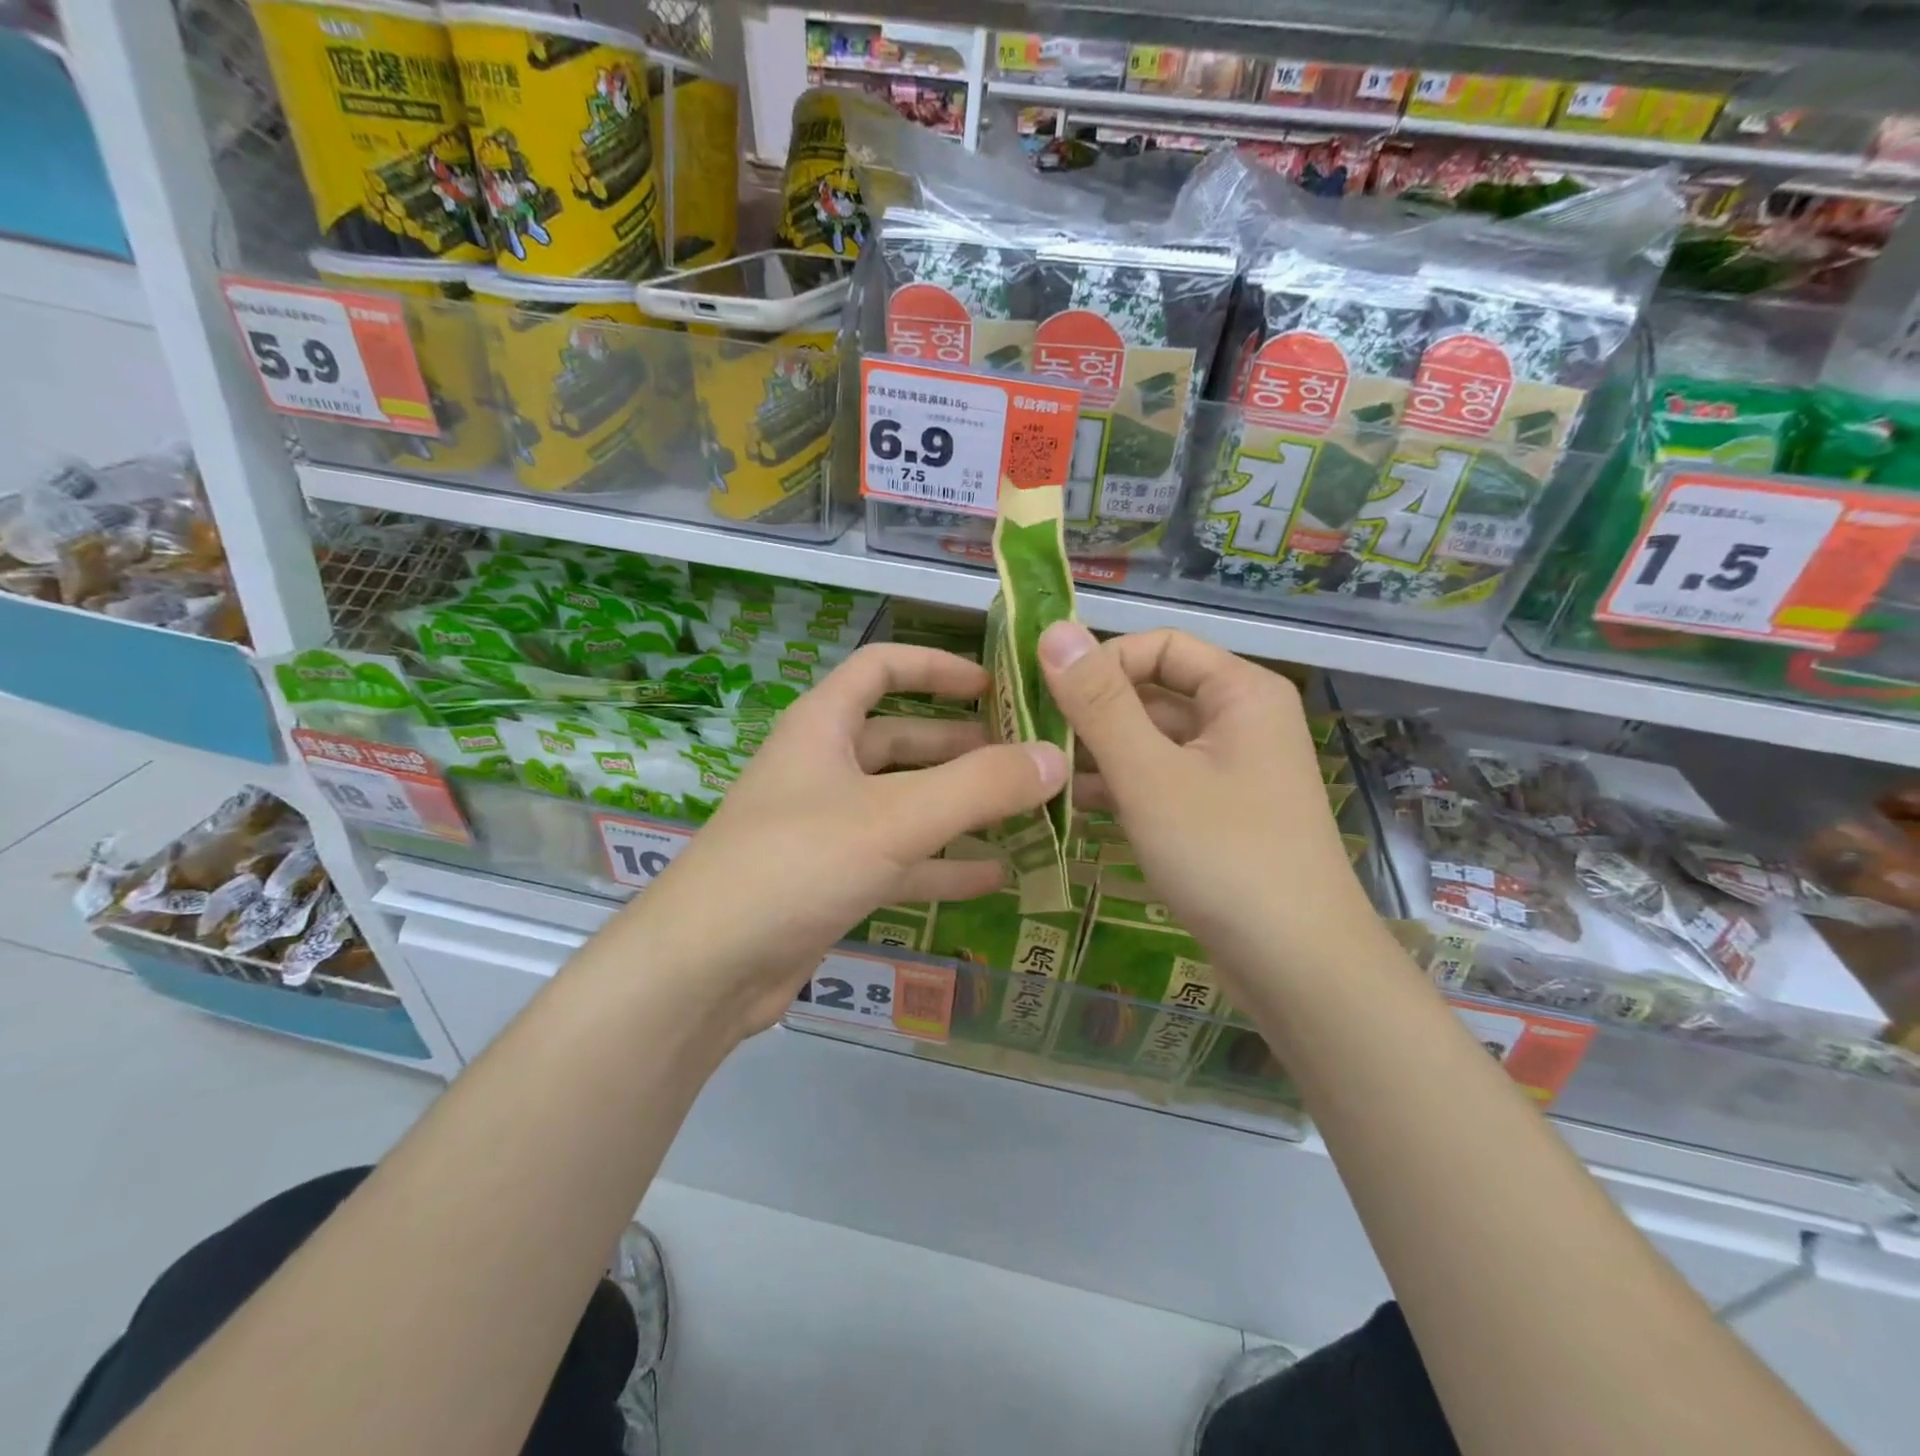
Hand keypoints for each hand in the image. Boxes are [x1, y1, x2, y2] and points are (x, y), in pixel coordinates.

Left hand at [614, 644, 1066, 1039]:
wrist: (708, 968)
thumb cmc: (797, 863)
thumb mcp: (895, 818)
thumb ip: (979, 786)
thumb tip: (1053, 759)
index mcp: (823, 727)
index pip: (881, 668)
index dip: (936, 667)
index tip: (994, 685)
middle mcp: (823, 768)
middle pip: (902, 740)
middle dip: (963, 747)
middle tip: (1026, 760)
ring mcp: (826, 827)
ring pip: (904, 803)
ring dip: (960, 808)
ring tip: (1024, 813)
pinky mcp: (831, 880)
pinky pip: (898, 859)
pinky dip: (942, 864)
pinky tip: (994, 876)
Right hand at [1039, 622, 1378, 992]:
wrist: (1297, 967)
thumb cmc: (1225, 855)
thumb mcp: (1150, 774)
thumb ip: (1099, 702)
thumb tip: (1054, 629)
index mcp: (1240, 693)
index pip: (1158, 646)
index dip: (1102, 662)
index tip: (1048, 697)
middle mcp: (1240, 722)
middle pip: (1153, 693)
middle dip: (1092, 713)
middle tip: (1028, 738)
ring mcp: (1230, 772)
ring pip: (1151, 742)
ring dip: (1097, 753)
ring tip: (1038, 774)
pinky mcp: (1217, 816)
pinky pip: (1160, 782)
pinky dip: (1119, 788)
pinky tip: (1070, 807)